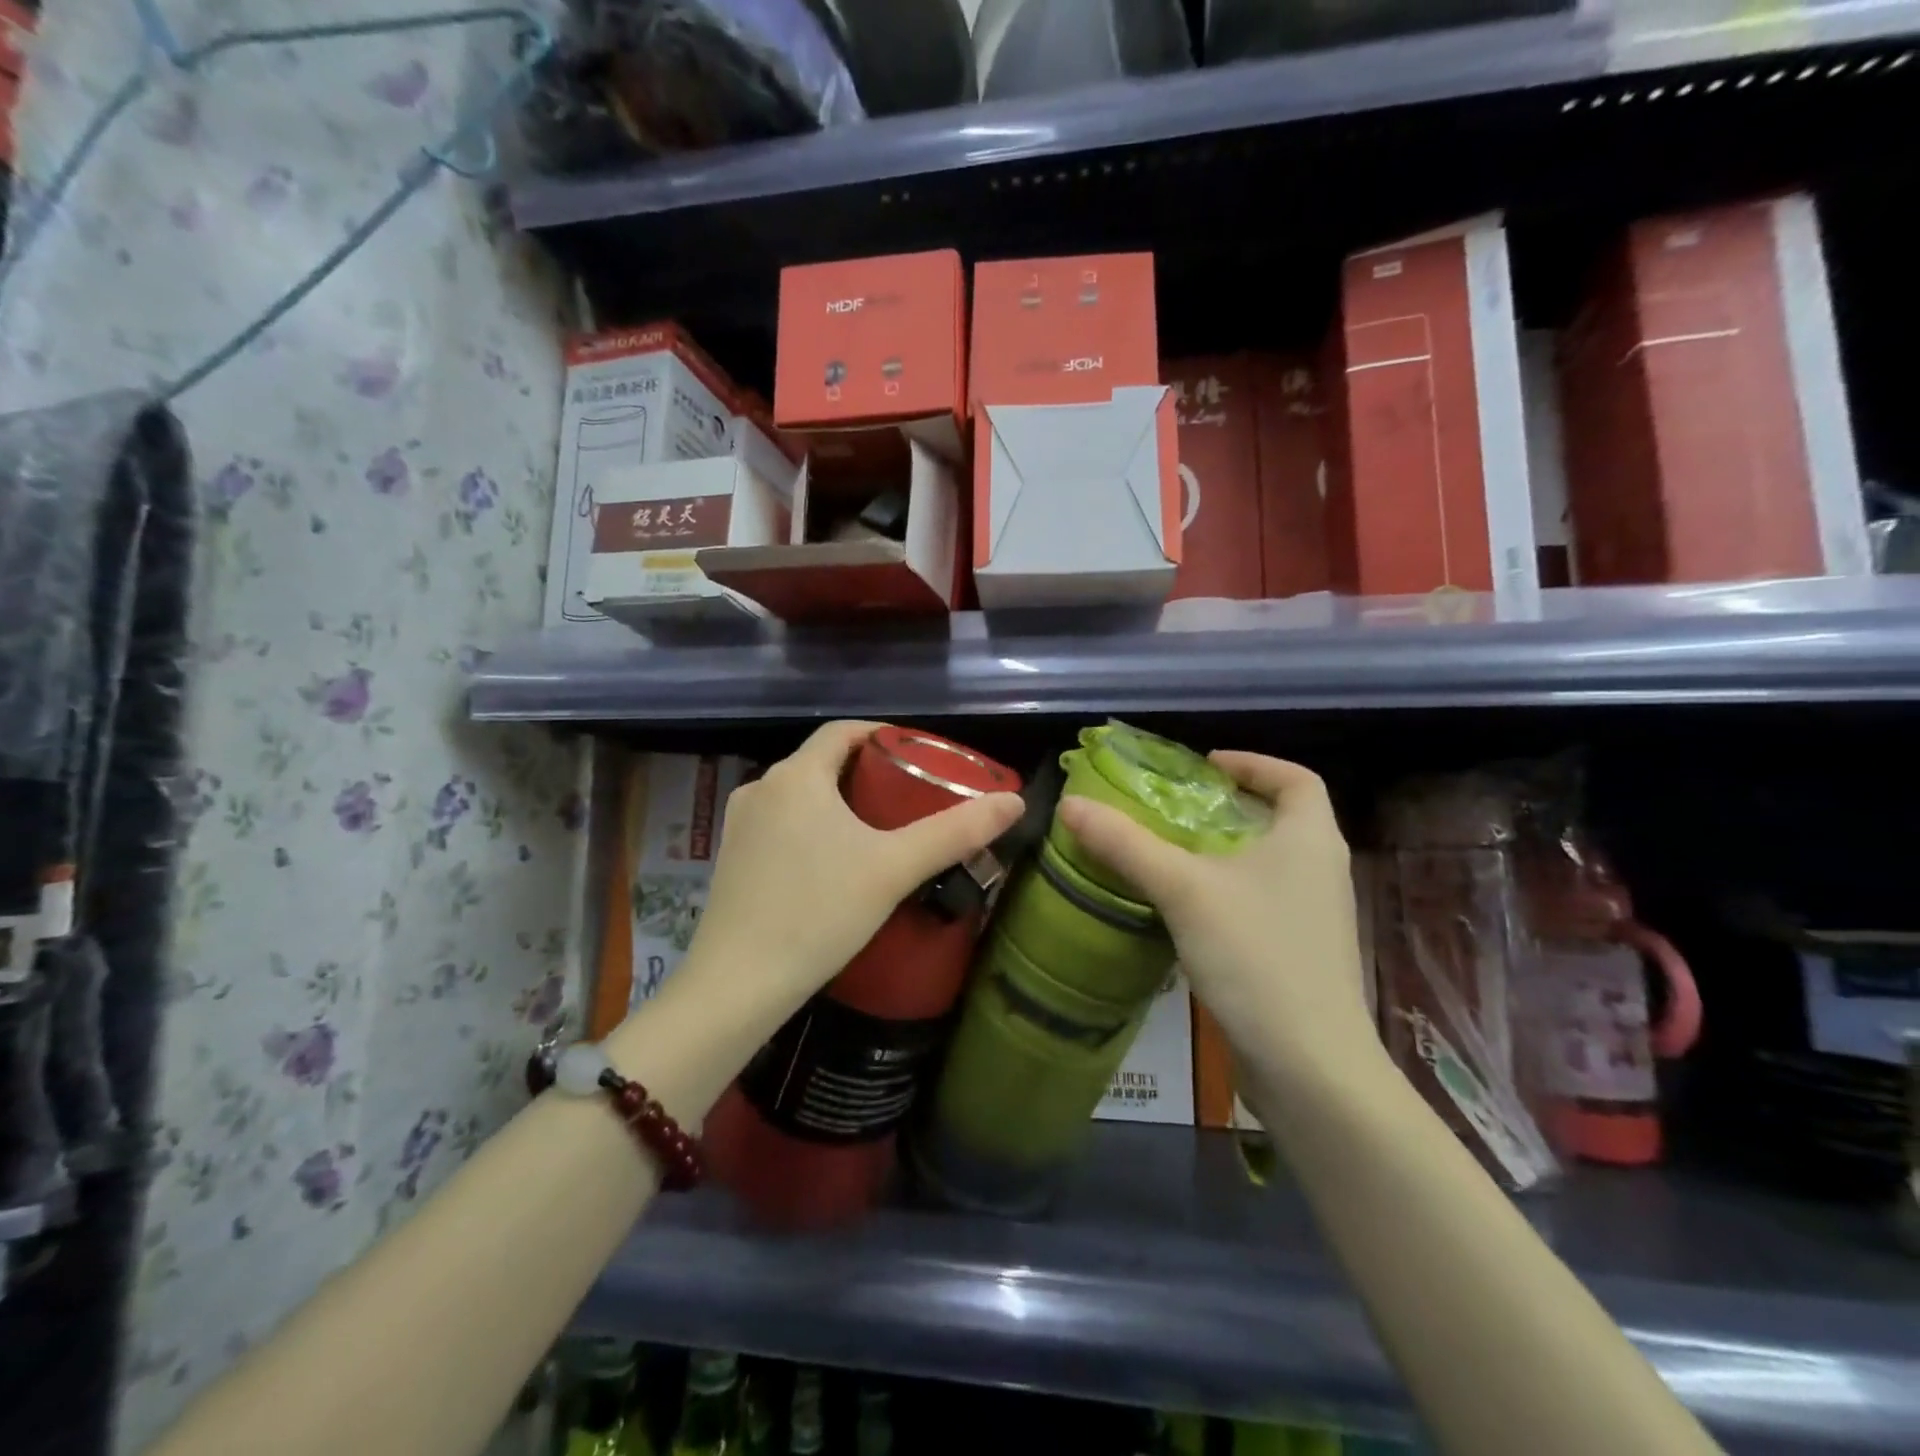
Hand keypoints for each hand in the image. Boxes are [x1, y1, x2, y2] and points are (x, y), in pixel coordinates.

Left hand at [687, 721, 1024, 1024]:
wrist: (737, 985)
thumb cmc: (818, 913)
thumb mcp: (894, 869)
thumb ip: (955, 832)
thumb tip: (1014, 801)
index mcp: (797, 776)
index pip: (843, 731)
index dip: (882, 734)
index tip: (917, 753)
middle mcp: (761, 787)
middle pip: (822, 762)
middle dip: (866, 771)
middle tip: (909, 795)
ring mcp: (739, 824)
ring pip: (800, 794)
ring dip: (838, 800)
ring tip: (879, 828)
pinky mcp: (730, 858)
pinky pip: (781, 823)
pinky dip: (812, 825)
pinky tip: (834, 861)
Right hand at [1055, 752, 1378, 1083]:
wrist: (1310, 1066)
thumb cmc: (1256, 956)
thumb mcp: (1182, 890)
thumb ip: (1126, 844)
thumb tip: (1070, 804)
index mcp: (1310, 838)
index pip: (1296, 778)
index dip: (1253, 763)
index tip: (1205, 767)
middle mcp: (1322, 870)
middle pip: (1280, 819)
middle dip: (1228, 808)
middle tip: (1174, 809)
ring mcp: (1316, 916)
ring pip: (1269, 864)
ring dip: (1225, 852)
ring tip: (1171, 854)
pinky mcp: (1302, 954)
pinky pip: (1262, 902)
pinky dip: (1228, 892)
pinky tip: (1187, 911)